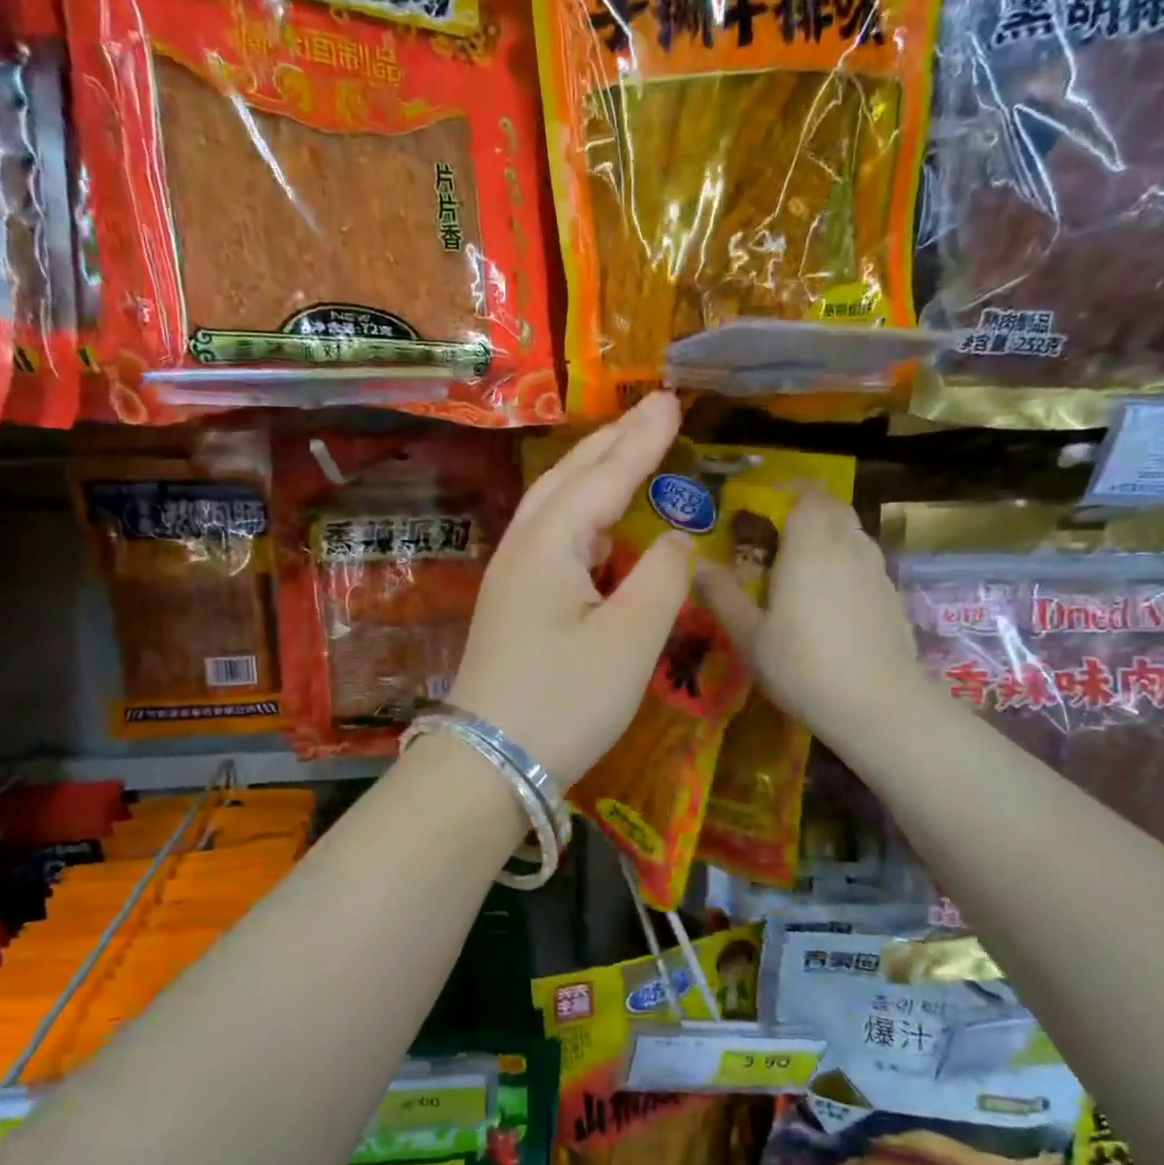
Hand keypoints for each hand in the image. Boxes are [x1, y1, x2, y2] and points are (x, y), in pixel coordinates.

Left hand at [449, 393, 692, 784]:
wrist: (489, 763)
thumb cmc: (564, 701)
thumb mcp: (629, 641)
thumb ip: (661, 578)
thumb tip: (674, 537)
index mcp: (549, 544)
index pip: (603, 477)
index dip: (642, 440)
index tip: (672, 401)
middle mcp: (523, 548)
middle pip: (568, 479)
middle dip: (612, 443)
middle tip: (652, 411)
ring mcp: (510, 578)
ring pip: (554, 507)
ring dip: (592, 474)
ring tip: (628, 452)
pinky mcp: (511, 606)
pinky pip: (550, 540)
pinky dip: (580, 516)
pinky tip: (599, 529)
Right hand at [695, 492, 928, 740]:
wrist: (877, 705)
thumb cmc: (802, 666)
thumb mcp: (748, 635)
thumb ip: (722, 595)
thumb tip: (696, 564)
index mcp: (810, 547)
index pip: (809, 495)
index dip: (789, 492)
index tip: (764, 507)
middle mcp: (848, 548)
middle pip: (834, 509)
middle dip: (808, 511)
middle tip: (777, 537)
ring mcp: (876, 572)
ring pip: (853, 535)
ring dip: (829, 537)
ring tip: (801, 568)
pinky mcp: (892, 598)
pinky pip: (866, 564)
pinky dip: (846, 565)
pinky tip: (830, 602)